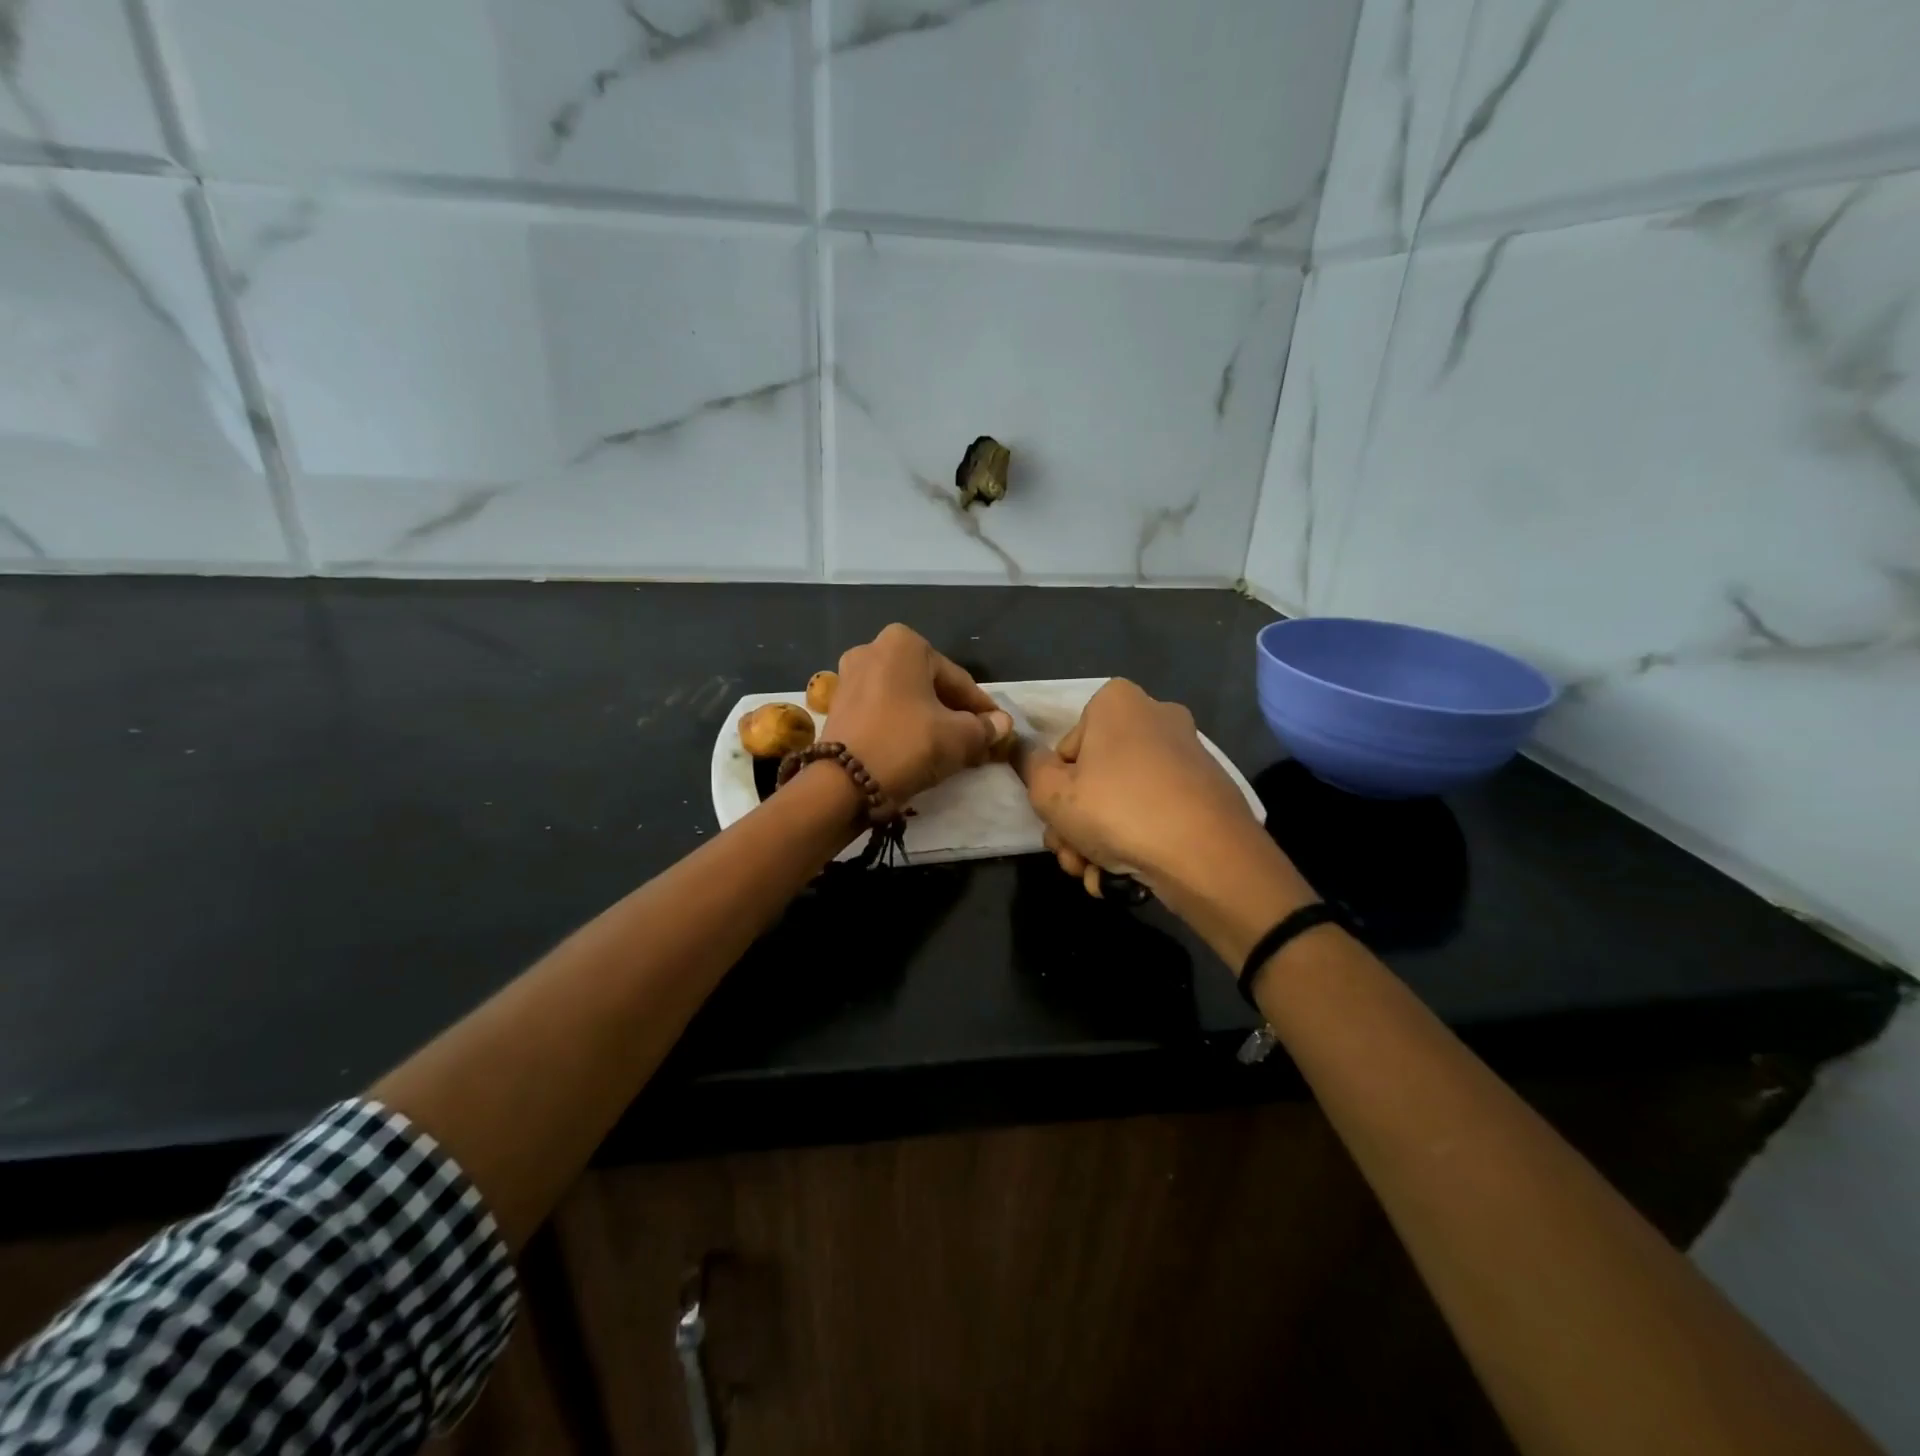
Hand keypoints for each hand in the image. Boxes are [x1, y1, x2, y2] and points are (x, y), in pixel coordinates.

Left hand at [823, 624, 1012, 805]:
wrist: (843, 783)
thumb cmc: (907, 745)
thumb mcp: (959, 738)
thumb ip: (985, 728)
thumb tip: (1002, 725)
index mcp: (904, 643)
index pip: (958, 680)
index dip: (982, 709)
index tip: (998, 731)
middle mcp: (872, 649)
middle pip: (930, 686)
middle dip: (954, 714)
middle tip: (976, 742)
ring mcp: (849, 677)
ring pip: (906, 700)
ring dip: (930, 721)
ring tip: (951, 750)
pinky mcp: (838, 705)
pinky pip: (883, 711)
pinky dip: (903, 726)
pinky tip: (919, 750)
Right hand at [1019, 679, 1274, 901]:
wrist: (1207, 856)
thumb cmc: (1117, 810)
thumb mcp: (1051, 793)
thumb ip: (1030, 768)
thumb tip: (1026, 752)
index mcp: (1117, 702)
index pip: (1065, 748)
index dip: (1054, 790)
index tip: (1057, 821)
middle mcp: (1156, 717)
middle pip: (1094, 776)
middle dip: (1075, 823)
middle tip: (1070, 857)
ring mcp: (1187, 755)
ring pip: (1122, 800)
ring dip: (1098, 840)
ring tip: (1095, 875)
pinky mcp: (1207, 791)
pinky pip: (1156, 812)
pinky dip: (1136, 841)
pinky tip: (1125, 876)